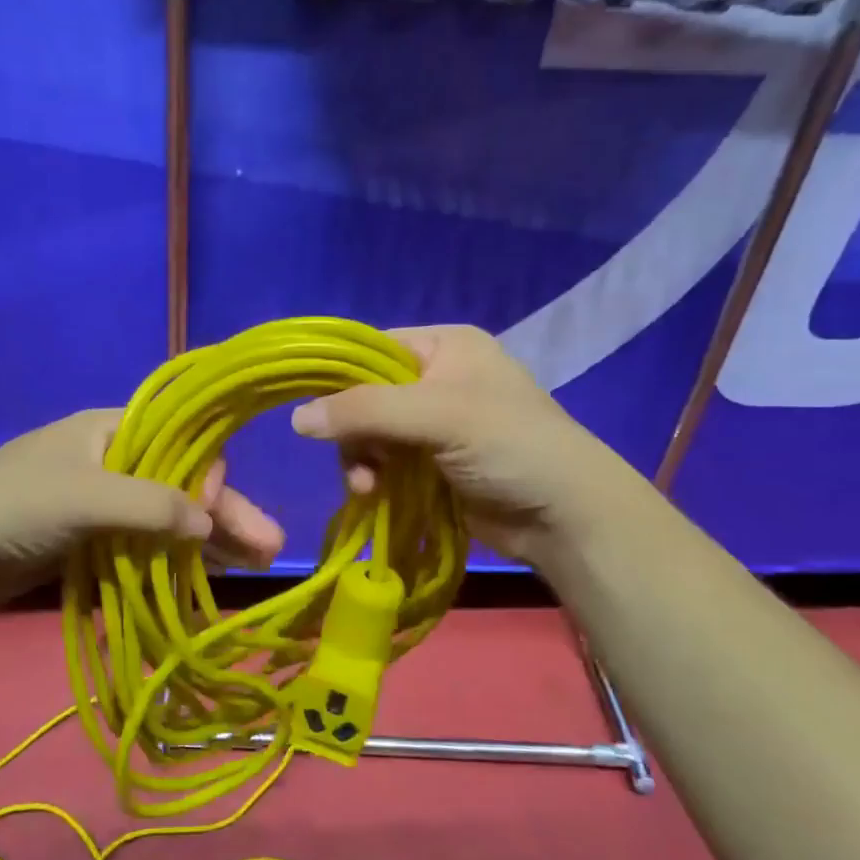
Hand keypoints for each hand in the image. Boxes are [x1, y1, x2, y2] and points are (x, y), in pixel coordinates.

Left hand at [0, 409, 284, 609]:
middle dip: (226, 514)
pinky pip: (144, 545)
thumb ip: (154, 506)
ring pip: (167, 518)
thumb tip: (210, 524)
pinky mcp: (91, 539)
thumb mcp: (89, 495)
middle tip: (270, 548)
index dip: (209, 476)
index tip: (214, 511)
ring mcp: (103, 502)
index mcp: (113, 429)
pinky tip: (207, 578)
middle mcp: (114, 460)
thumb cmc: (16, 504)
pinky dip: (174, 560)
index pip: (183, 442)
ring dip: (208, 540)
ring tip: (256, 566)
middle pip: (182, 484)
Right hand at [289, 324, 638, 565]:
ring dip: (361, 461)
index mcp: (445, 345)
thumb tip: (296, 418)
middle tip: (360, 465)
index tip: (316, 413)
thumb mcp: (437, 416)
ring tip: (368, 490)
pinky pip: (385, 462)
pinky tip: (375, 497)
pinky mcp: (432, 462)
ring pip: (370, 433)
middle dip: (354, 433)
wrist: (564, 515)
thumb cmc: (509, 445)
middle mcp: (437, 376)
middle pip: (365, 395)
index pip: (371, 349)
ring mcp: (435, 423)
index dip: (340, 379)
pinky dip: (375, 478)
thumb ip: (365, 411)